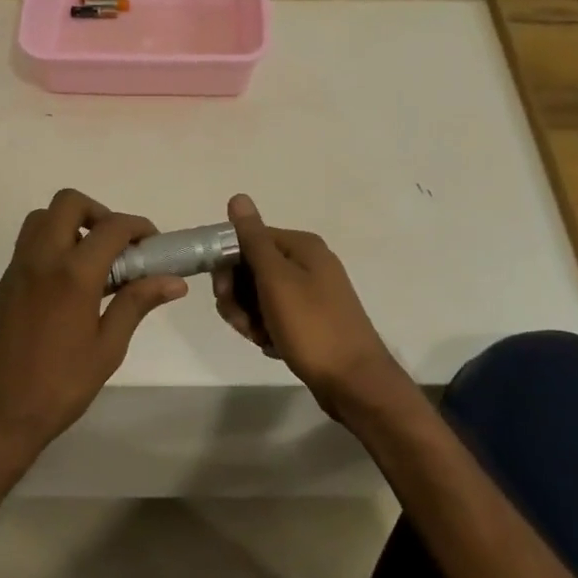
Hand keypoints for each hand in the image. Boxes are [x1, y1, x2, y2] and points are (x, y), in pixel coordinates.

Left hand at [0, 189, 185, 467]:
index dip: (138, 227)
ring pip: (42, 218)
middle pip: (68, 203)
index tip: (153, 244)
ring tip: (94, 261)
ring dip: (71, 224)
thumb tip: (173, 280)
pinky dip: (53, 244)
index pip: (112, 227)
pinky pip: (29, 244)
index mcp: (73, 274)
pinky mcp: (4, 284)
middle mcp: (41, 259)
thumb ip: (136, 304)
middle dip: (99, 212)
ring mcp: (17, 269)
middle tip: (119, 246)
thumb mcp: (107, 348)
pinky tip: (70, 283)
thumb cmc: (59, 387)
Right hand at [212, 194, 412, 422]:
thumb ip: (253, 239)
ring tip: (261, 338)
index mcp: (301, 247)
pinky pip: (274, 317)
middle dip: (238, 297)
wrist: (353, 381)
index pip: (247, 240)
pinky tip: (273, 347)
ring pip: (258, 297)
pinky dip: (266, 331)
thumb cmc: (312, 326)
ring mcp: (310, 293)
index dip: (228, 265)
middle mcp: (307, 264)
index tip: (223, 293)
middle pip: (251, 269)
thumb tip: (238, 197)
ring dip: (250, 318)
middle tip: (243, 322)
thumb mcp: (276, 279)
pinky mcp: (310, 320)